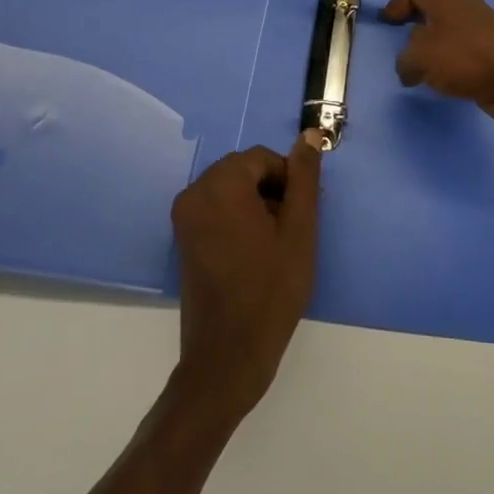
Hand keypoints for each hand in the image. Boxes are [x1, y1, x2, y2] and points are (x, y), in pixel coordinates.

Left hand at [170, 134, 323, 419]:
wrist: (227, 358)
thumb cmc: (270, 291)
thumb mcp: (299, 230)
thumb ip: (304, 178)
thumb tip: (310, 135)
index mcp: (221, 184)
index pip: (264, 158)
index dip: (289, 180)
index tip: (302, 214)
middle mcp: (195, 192)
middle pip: (245, 170)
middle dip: (272, 190)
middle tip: (293, 229)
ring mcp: (184, 216)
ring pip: (232, 189)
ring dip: (257, 204)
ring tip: (276, 244)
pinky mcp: (183, 238)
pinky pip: (216, 209)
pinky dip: (238, 218)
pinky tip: (255, 252)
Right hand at [349, 0, 493, 130]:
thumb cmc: (473, 57)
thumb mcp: (425, 57)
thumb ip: (407, 60)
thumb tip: (409, 68)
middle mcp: (456, 6)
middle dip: (400, 5)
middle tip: (384, 23)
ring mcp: (473, 29)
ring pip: (437, 22)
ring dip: (417, 33)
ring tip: (406, 59)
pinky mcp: (483, 55)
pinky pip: (451, 47)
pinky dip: (435, 56)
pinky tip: (431, 79)